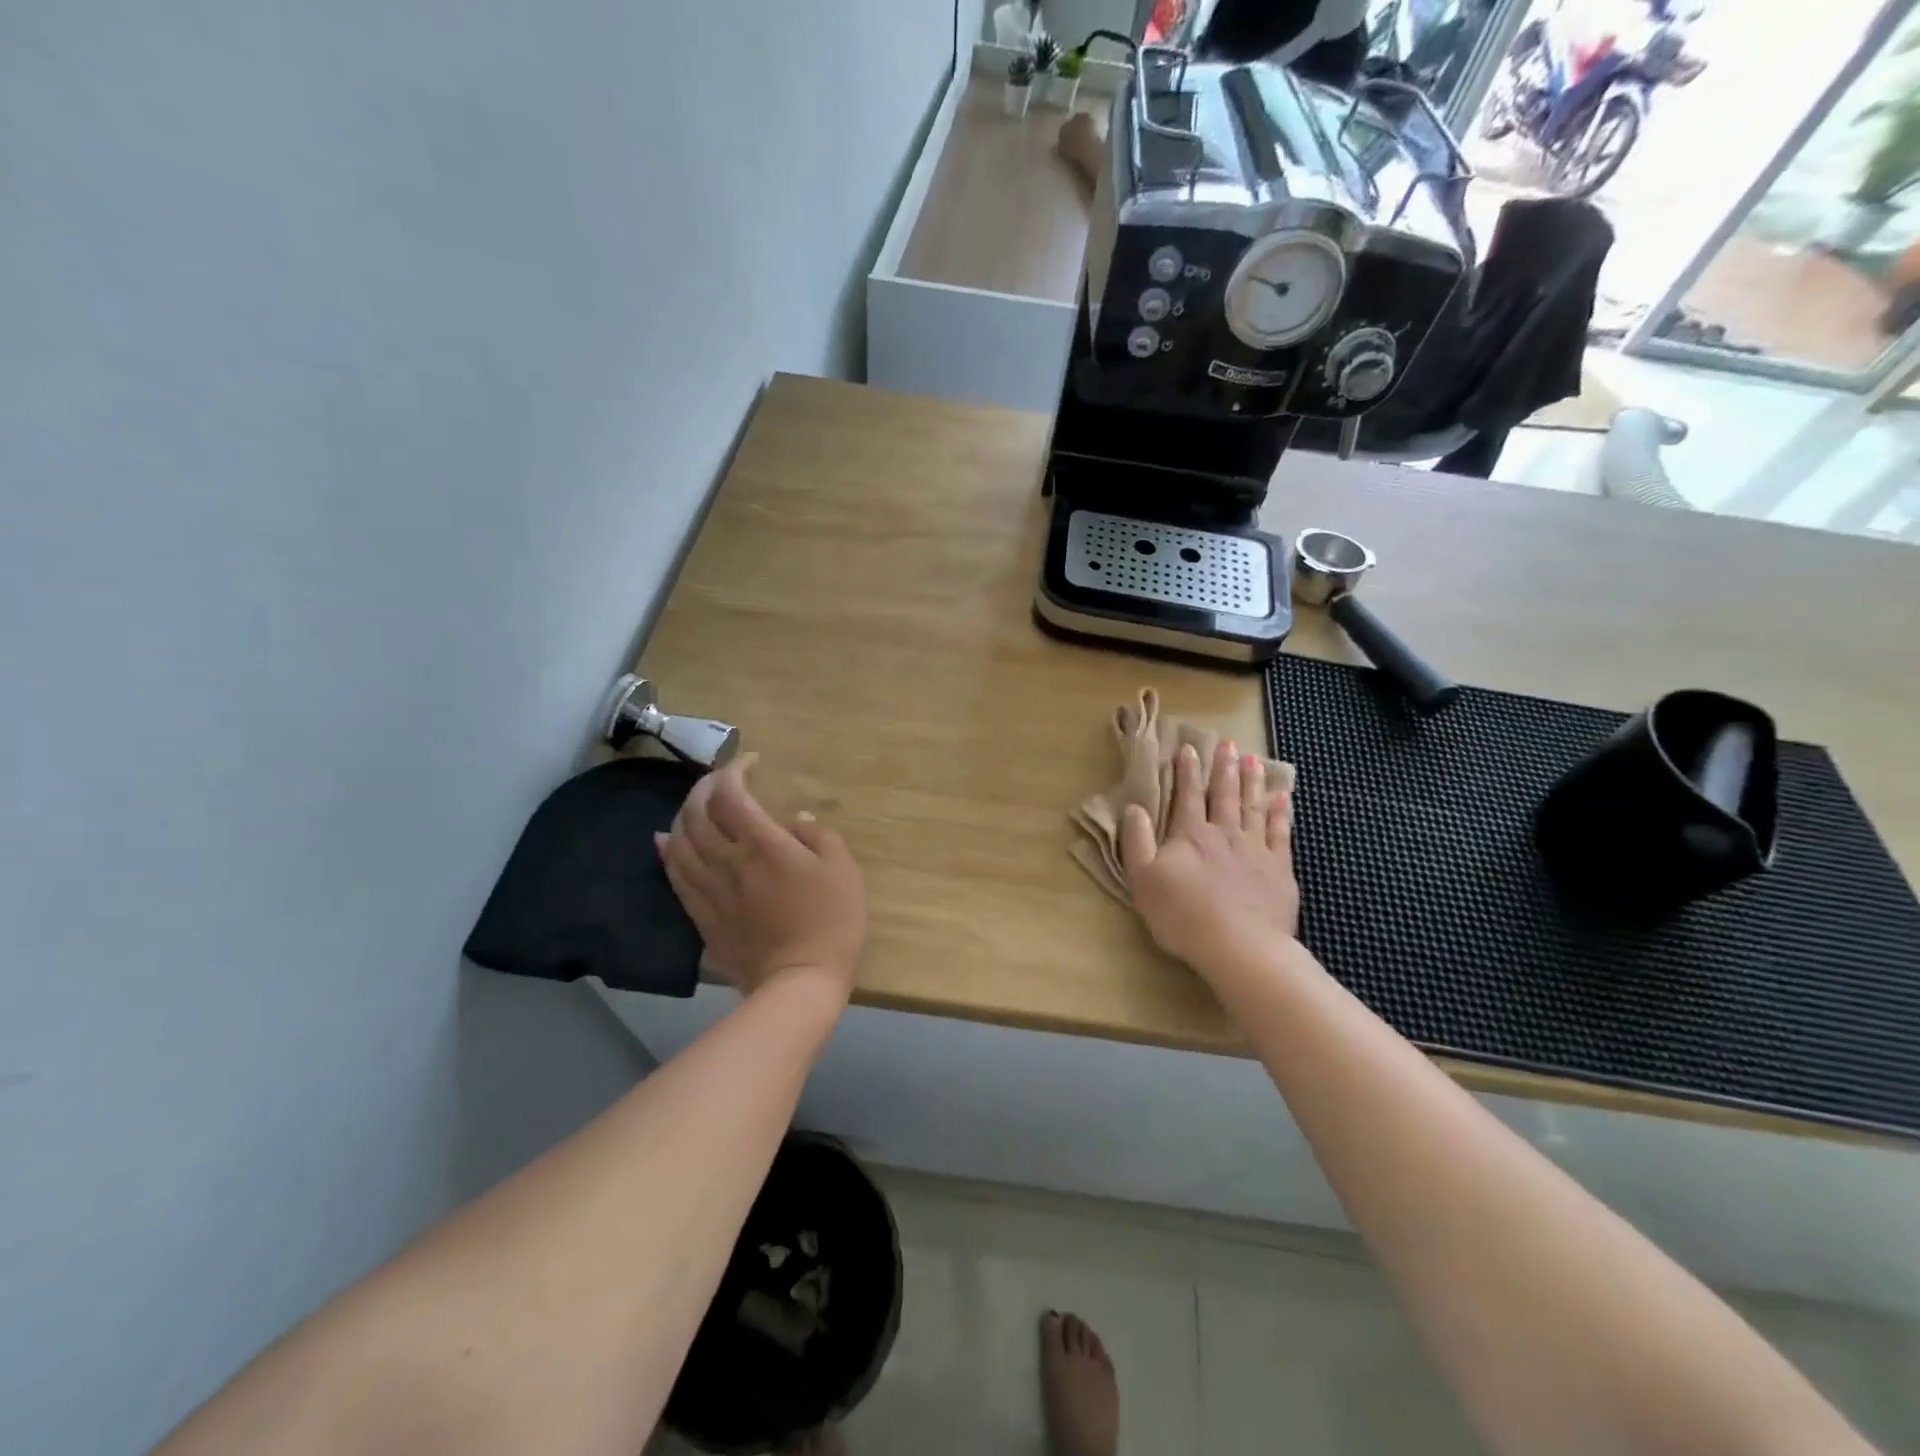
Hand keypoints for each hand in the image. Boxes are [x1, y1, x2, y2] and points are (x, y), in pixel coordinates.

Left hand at [655, 756, 865, 1002]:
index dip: (735, 770)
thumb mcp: (842, 868)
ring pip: (679, 841)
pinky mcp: (701, 915)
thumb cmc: (831, 921)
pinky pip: (674, 875)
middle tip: (721, 780)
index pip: (731, 794)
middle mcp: (727, 861)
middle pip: (697, 812)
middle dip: (705, 786)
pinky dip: (667, 850)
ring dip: (684, 814)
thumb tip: (793, 821)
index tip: (751, 763)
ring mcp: (709, 890)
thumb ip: (816, 835)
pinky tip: (666, 840)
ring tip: (698, 806)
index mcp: (762, 845)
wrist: (800, 982)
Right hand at [1121, 740, 1299, 978]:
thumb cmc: (1182, 915)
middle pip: (1225, 794)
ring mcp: (1256, 850)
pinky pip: (1281, 833)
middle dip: (1224, 767)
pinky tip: (1282, 799)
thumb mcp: (1143, 879)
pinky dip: (1281, 813)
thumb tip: (1133, 808)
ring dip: (1252, 782)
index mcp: (1190, 835)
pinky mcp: (1279, 870)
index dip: (1187, 771)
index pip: (1188, 795)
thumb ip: (1137, 841)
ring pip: (1254, 807)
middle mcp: (1224, 833)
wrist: (1239, 947)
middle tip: (1229, 744)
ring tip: (1254, 760)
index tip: (1189, 748)